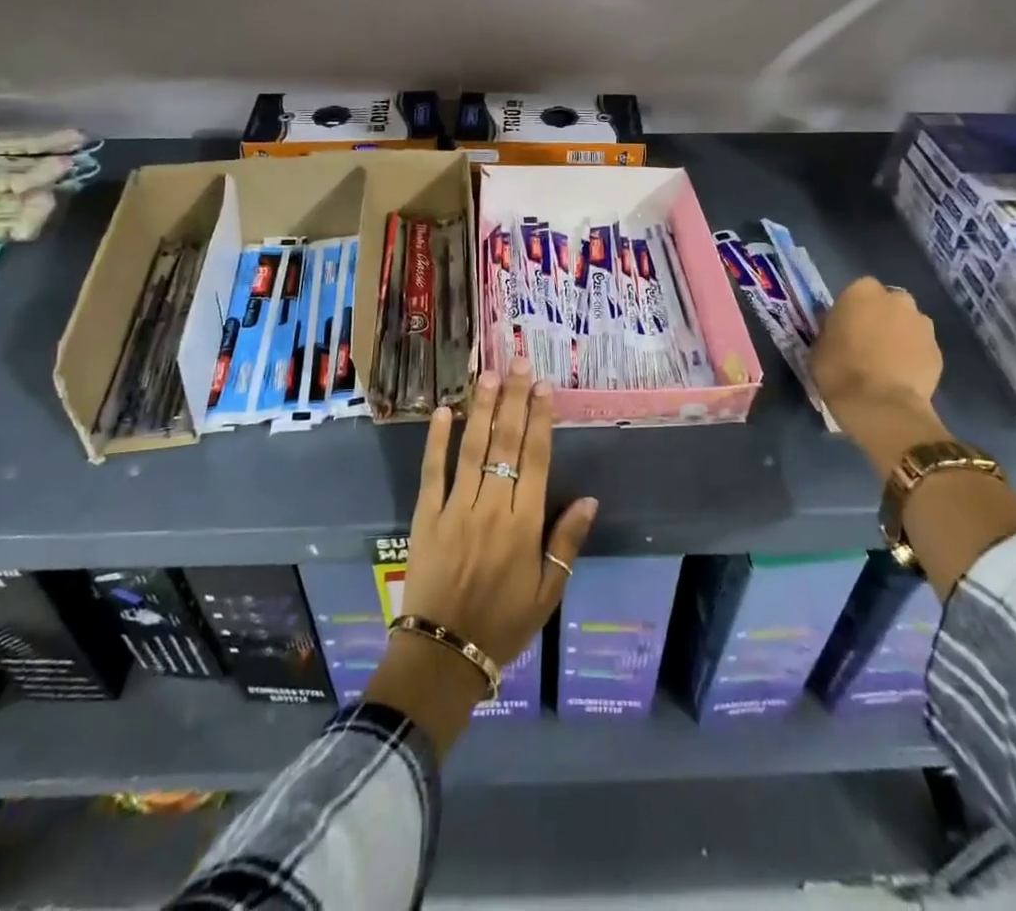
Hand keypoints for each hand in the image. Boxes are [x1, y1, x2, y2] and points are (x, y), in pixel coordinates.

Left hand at [404, 356, 596, 666]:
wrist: (444, 652)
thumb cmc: (503, 624)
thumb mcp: (547, 593)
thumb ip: (566, 543)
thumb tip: (590, 500)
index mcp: (524, 526)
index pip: (537, 460)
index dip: (540, 419)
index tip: (543, 386)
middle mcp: (492, 508)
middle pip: (506, 444)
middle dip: (513, 400)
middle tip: (517, 362)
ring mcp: (456, 509)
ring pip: (472, 449)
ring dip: (481, 409)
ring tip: (487, 375)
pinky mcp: (426, 516)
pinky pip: (432, 472)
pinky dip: (438, 441)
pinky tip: (445, 412)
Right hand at [810, 277, 948, 476]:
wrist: (881, 404)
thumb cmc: (839, 369)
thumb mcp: (819, 345)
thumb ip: (832, 330)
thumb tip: (839, 330)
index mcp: (861, 292)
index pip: (858, 291)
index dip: (852, 310)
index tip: (845, 328)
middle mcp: (896, 299)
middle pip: (888, 304)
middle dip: (881, 318)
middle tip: (867, 343)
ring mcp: (922, 323)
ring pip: (908, 324)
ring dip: (899, 336)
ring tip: (887, 363)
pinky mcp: (938, 350)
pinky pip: (921, 347)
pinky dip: (913, 357)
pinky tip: (901, 376)